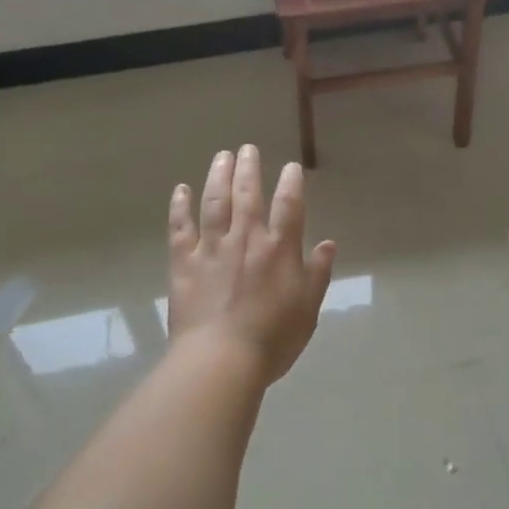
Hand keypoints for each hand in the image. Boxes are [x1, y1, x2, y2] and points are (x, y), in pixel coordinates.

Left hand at [167, 145, 336, 384]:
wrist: (220, 360)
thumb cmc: (272, 339)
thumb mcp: (308, 309)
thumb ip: (317, 273)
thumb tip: (328, 244)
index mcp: (279, 249)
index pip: (289, 206)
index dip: (291, 183)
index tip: (291, 166)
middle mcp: (246, 239)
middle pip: (248, 194)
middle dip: (249, 168)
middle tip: (248, 148)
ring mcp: (212, 248)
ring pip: (215, 202)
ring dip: (218, 176)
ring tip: (222, 156)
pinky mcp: (184, 263)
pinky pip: (180, 228)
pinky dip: (180, 206)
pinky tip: (181, 190)